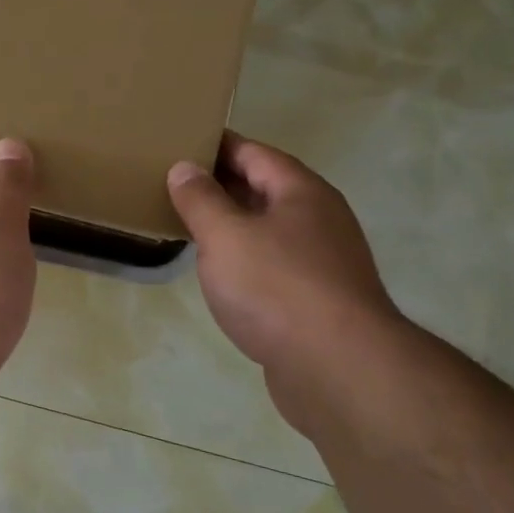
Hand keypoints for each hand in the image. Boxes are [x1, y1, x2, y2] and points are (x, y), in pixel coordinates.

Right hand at [168, 133, 400, 403]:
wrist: (339, 369)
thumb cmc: (277, 288)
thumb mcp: (225, 236)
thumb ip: (201, 199)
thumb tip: (184, 167)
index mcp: (301, 191)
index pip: (254, 152)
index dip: (217, 146)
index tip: (180, 143)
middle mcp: (319, 219)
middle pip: (265, 189)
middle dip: (222, 185)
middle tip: (174, 184)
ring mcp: (324, 261)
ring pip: (270, 230)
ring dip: (233, 225)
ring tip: (190, 226)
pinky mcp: (319, 301)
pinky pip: (275, 265)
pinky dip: (247, 261)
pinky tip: (222, 275)